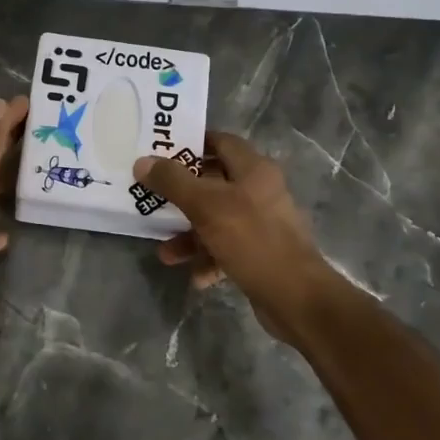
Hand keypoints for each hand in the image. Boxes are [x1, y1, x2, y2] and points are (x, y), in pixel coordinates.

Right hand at [137, 131, 333, 344]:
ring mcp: (262, 224)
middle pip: (214, 183)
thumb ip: (173, 182)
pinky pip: (227, 249)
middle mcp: (260, 191)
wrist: (296, 297)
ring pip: (217, 220)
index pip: (221, 142)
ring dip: (190, 235)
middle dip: (182, 196)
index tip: (161, 152)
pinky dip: (208, 259)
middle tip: (154, 199)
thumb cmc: (252, 239)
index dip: (192, 143)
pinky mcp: (261, 253)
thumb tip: (142, 161)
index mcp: (254, 170)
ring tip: (166, 253)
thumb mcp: (206, 206)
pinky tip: (194, 276)